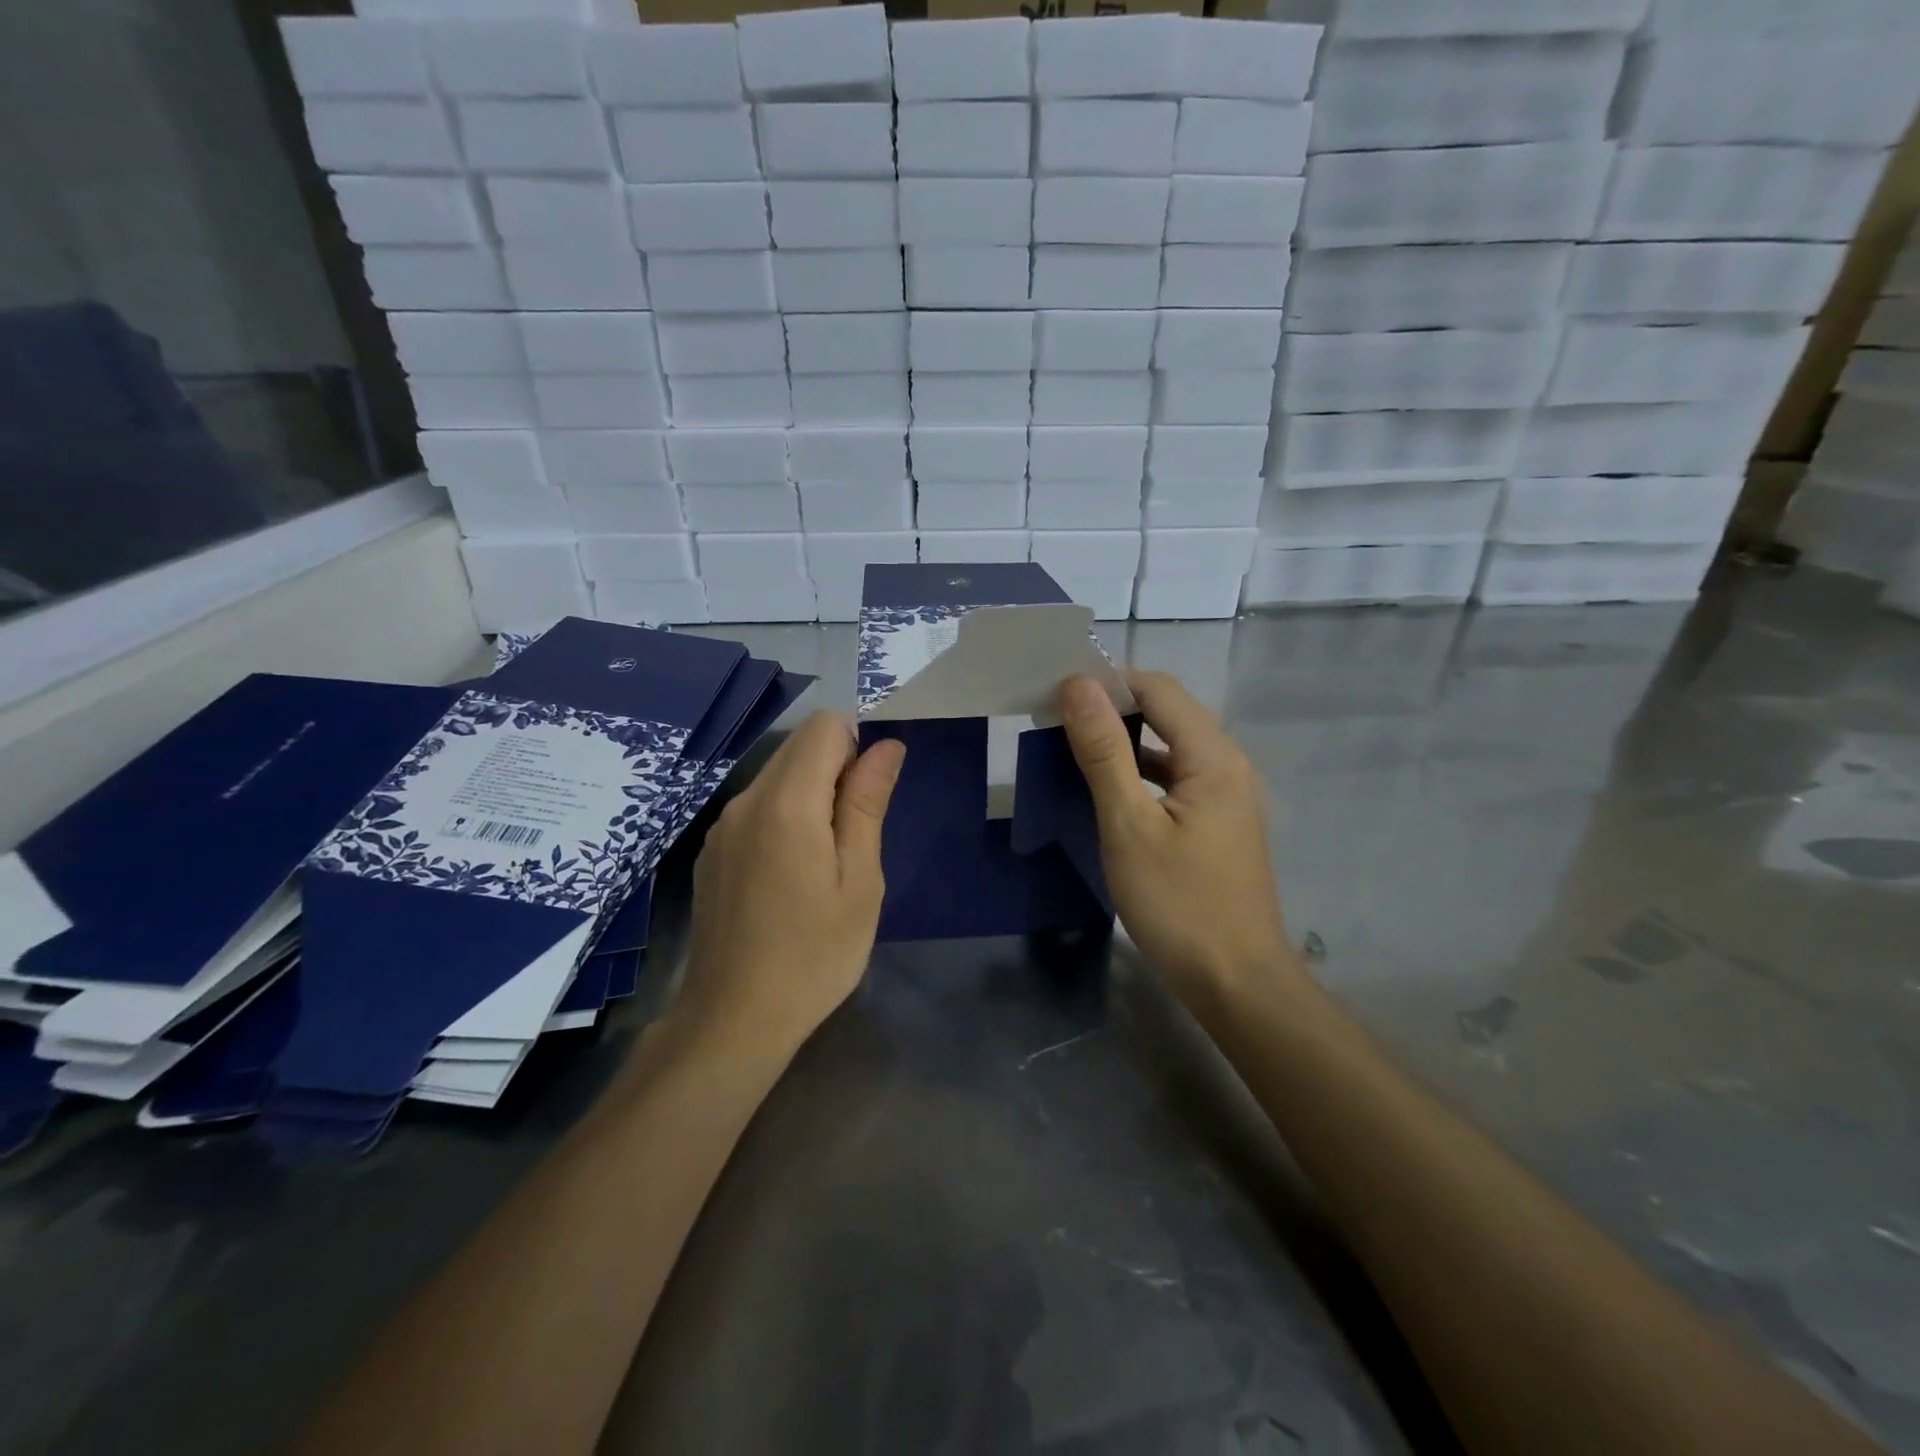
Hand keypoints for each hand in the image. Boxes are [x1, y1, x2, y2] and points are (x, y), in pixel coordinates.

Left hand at [680, 711, 904, 1051]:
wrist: (734, 1019)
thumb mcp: (860, 881)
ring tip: (823, 863)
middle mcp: (745, 800)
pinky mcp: (711, 850)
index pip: (824, 726)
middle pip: (799, 747)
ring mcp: (722, 826)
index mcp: (786, 803)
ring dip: (810, 796)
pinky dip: (783, 818)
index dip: (857, 747)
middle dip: (835, 771)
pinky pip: (756, 808)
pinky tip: (789, 877)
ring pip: (777, 777)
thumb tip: (886, 746)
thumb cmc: (814, 954)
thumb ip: (867, 803)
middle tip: (852, 839)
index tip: (867, 800)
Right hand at [1058, 672, 1300, 1015]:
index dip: (1107, 682)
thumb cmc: (1179, 904)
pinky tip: (1109, 788)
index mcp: (1214, 756)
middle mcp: (1229, 764)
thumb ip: (1104, 751)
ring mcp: (1228, 794)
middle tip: (1057, 721)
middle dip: (1113, 708)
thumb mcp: (1129, 825)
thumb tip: (1078, 686)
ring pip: (1171, 745)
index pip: (1158, 688)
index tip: (1056, 696)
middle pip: (1168, 711)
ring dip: (1124, 740)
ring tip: (1073, 748)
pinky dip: (1140, 771)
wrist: (1236, 982)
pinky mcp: (1220, 822)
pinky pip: (1177, 776)